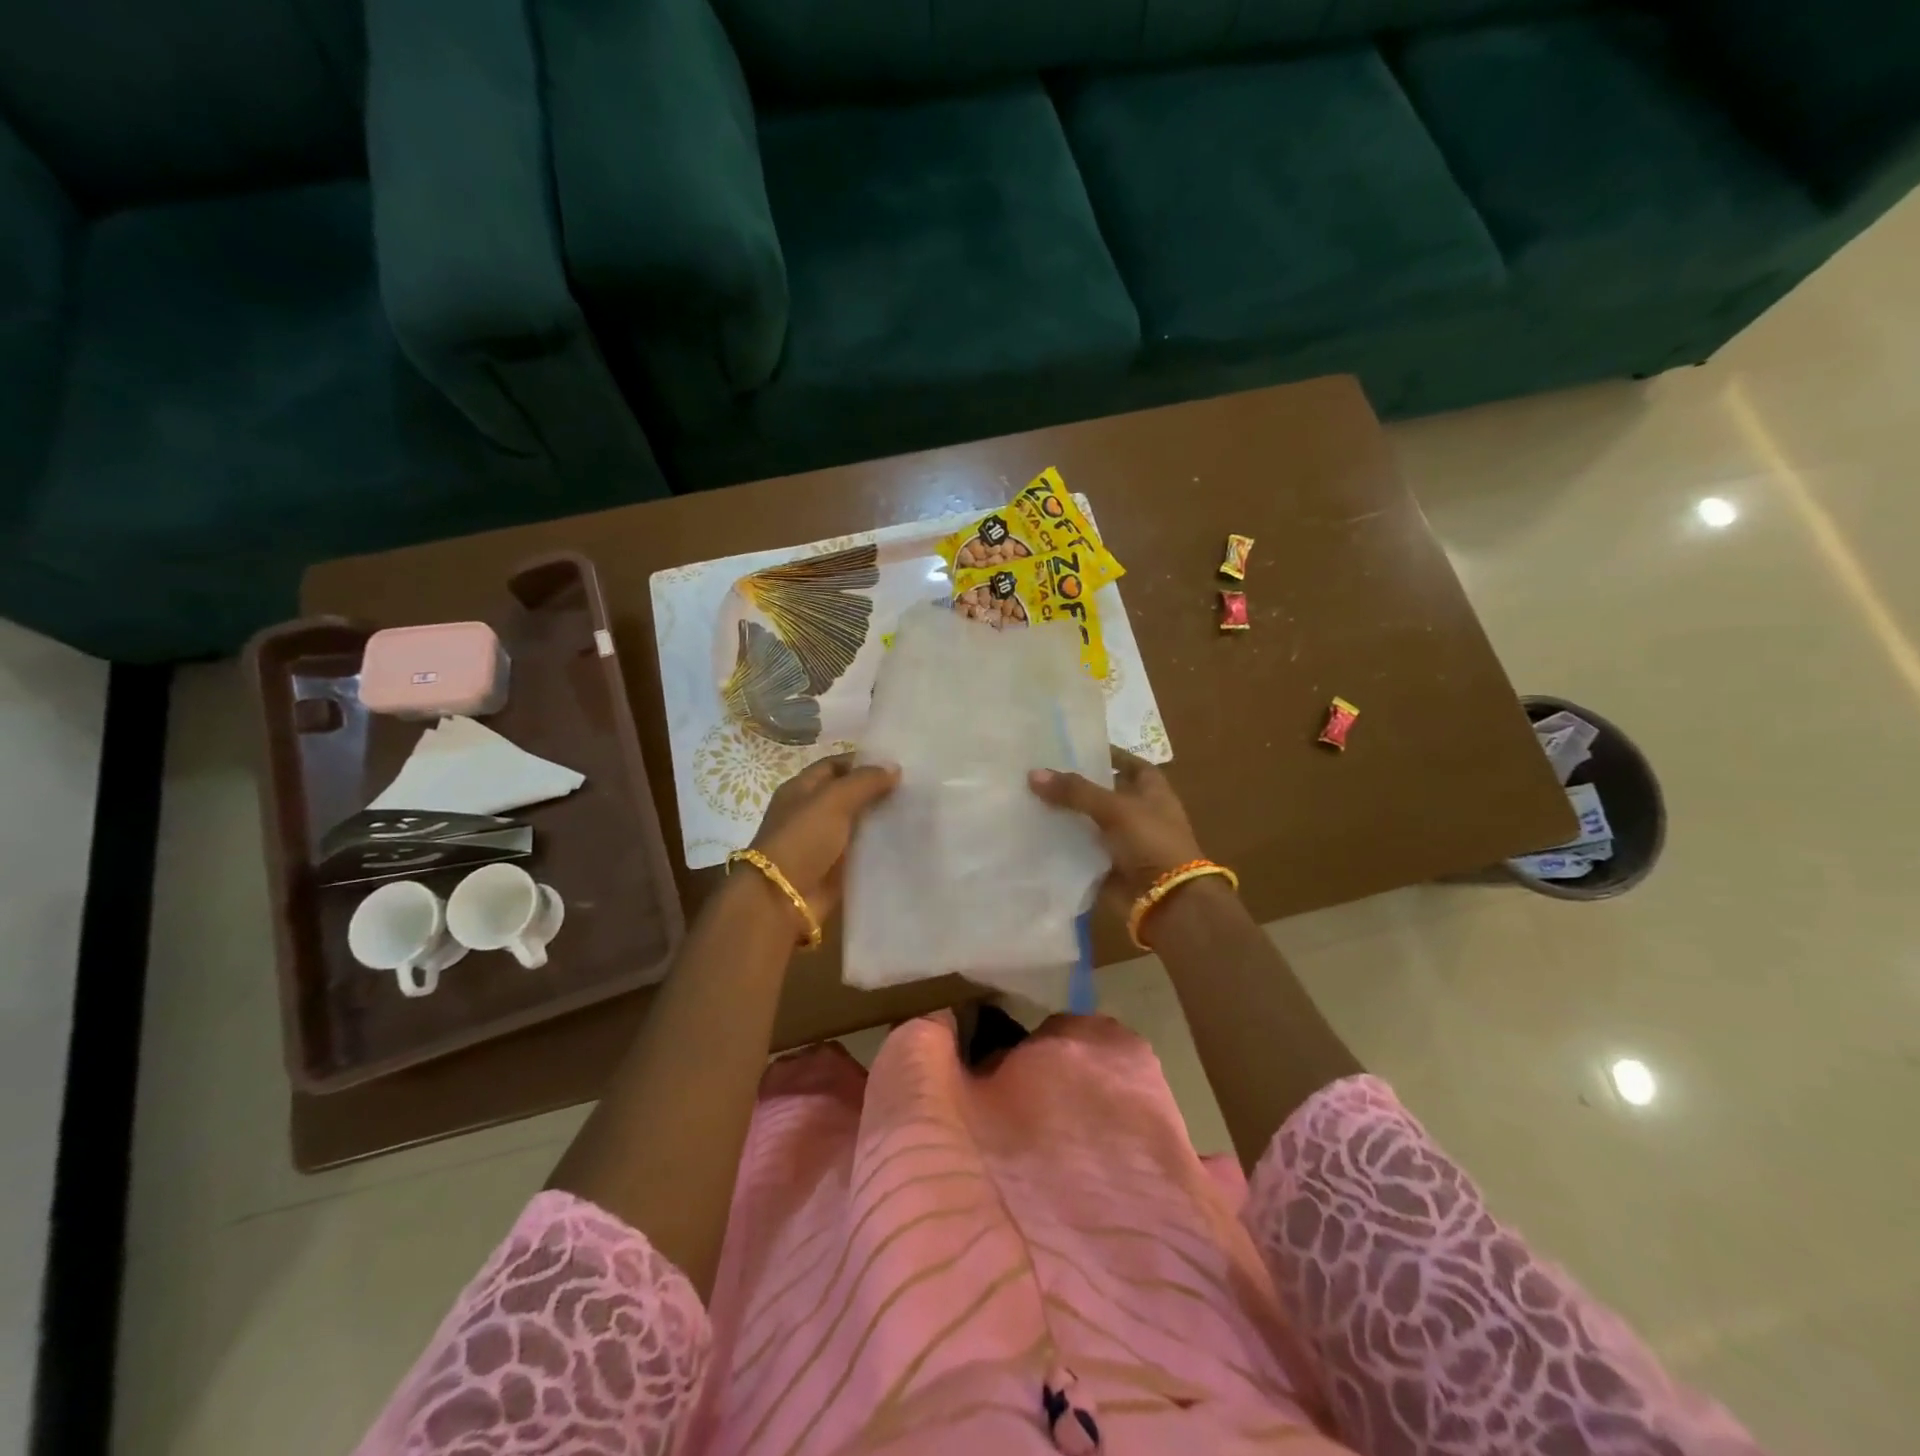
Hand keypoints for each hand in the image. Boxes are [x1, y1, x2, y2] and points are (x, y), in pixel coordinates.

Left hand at [748, 753, 899, 920]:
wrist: (783, 898)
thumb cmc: (802, 839)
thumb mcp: (833, 800)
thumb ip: (864, 782)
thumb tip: (895, 768)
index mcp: (801, 789)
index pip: (835, 766)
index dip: (863, 762)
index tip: (898, 763)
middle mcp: (811, 812)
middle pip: (849, 794)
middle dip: (877, 790)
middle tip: (915, 786)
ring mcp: (824, 841)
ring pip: (859, 823)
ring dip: (882, 818)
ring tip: (918, 810)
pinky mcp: (836, 867)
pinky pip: (863, 850)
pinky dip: (881, 845)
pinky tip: (907, 839)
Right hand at [1028, 748, 1204, 905]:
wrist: (1166, 901)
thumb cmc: (1151, 842)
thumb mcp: (1115, 808)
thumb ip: (1074, 791)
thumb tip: (1032, 774)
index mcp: (1152, 790)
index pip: (1127, 763)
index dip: (1104, 754)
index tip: (1070, 747)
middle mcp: (1138, 812)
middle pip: (1101, 793)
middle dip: (1074, 786)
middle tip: (1037, 772)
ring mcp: (1123, 841)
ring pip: (1088, 822)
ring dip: (1064, 815)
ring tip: (1027, 799)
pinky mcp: (1108, 865)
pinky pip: (1080, 849)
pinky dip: (1062, 844)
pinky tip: (1033, 833)